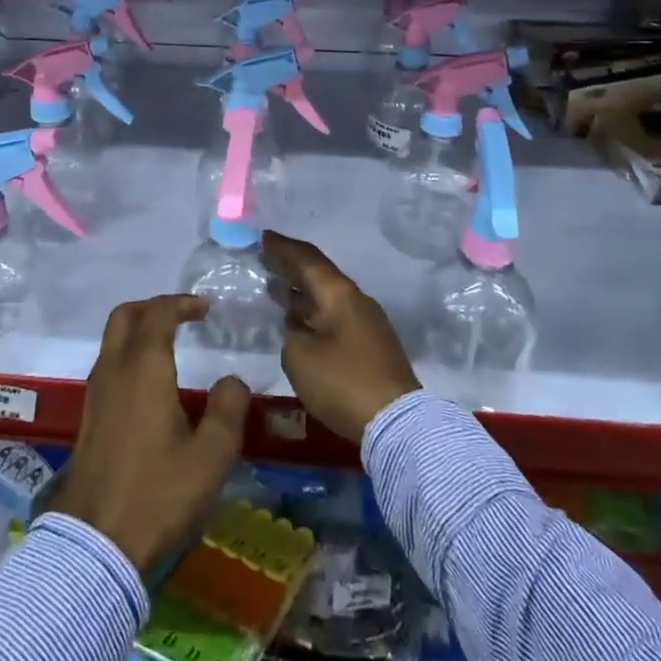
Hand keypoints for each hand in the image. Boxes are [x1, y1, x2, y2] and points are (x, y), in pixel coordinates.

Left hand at [51, 294, 249, 572]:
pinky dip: (129, 353)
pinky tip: (151, 382)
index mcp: (144, 368)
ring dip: (139, 329)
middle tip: (183, 316)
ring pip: (112, 339)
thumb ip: (228, 411)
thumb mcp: (210, 457)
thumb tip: (233, 381)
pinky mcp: (89, 416)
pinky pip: (108, 363)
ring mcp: (96, 393)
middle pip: (125, 315)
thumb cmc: (157, 493)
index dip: (182, 303)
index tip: (205, 308)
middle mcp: (114, 370)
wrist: (95, 542)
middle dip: (153, 307)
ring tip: (170, 344)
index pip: (158, 314)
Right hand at [266, 231, 420, 442]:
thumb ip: (291, 331)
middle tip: (266, 260)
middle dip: (292, 266)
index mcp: (338, 293)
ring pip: (329, 296)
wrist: (397, 423)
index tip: (263, 237)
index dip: (283, 247)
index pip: (307, 259)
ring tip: (277, 288)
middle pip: (320, 275)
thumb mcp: (299, 355)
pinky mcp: (372, 345)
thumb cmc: (342, 382)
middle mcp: (356, 300)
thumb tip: (297, 324)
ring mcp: (368, 322)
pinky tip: (300, 321)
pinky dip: (314, 311)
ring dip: (303, 291)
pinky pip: (336, 315)